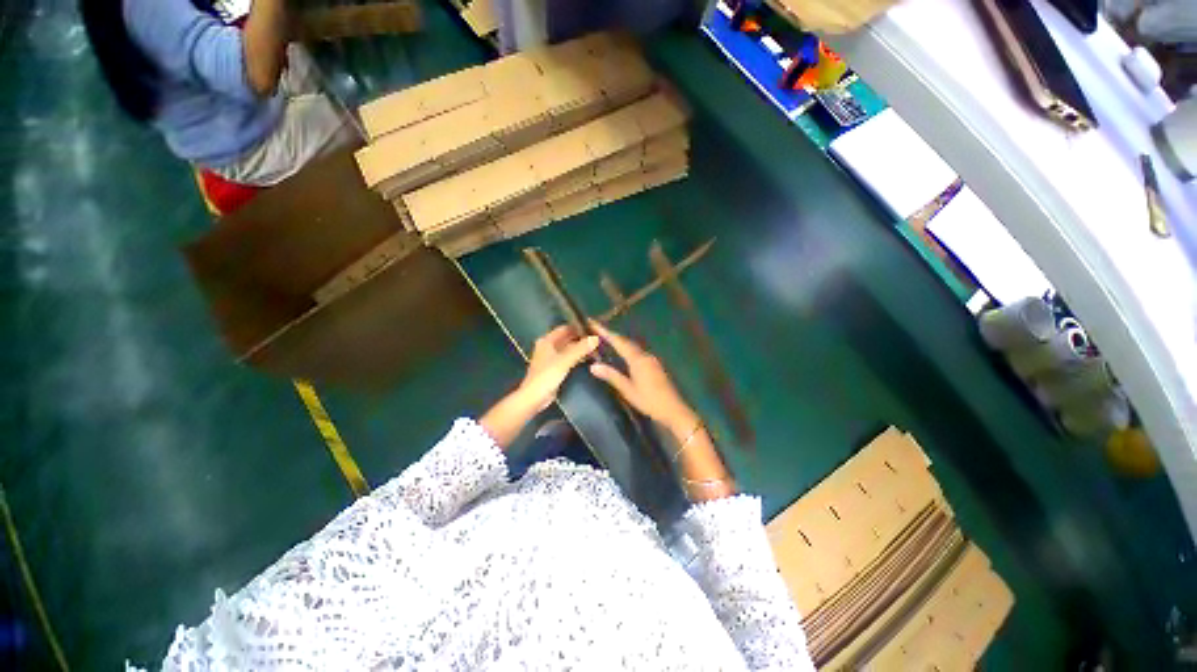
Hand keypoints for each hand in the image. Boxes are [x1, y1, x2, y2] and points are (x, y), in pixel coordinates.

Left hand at [481, 325, 597, 448]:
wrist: (534, 398)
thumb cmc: (546, 376)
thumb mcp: (565, 360)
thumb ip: (580, 348)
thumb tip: (596, 338)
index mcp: (546, 341)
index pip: (565, 328)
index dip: (578, 327)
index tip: (594, 328)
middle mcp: (548, 346)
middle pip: (567, 338)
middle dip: (581, 338)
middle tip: (598, 338)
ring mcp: (551, 358)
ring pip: (568, 349)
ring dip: (580, 348)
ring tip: (597, 347)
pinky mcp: (554, 369)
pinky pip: (568, 358)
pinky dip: (577, 357)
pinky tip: (588, 358)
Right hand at [588, 321, 698, 434]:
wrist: (674, 409)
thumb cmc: (650, 401)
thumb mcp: (628, 390)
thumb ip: (612, 376)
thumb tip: (593, 366)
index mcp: (638, 359)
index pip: (618, 341)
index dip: (605, 332)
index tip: (593, 323)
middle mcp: (645, 355)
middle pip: (626, 341)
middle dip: (611, 335)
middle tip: (596, 330)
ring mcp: (652, 359)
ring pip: (632, 346)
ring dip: (619, 341)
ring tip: (606, 339)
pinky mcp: (655, 365)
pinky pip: (637, 351)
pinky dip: (626, 348)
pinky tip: (622, 353)